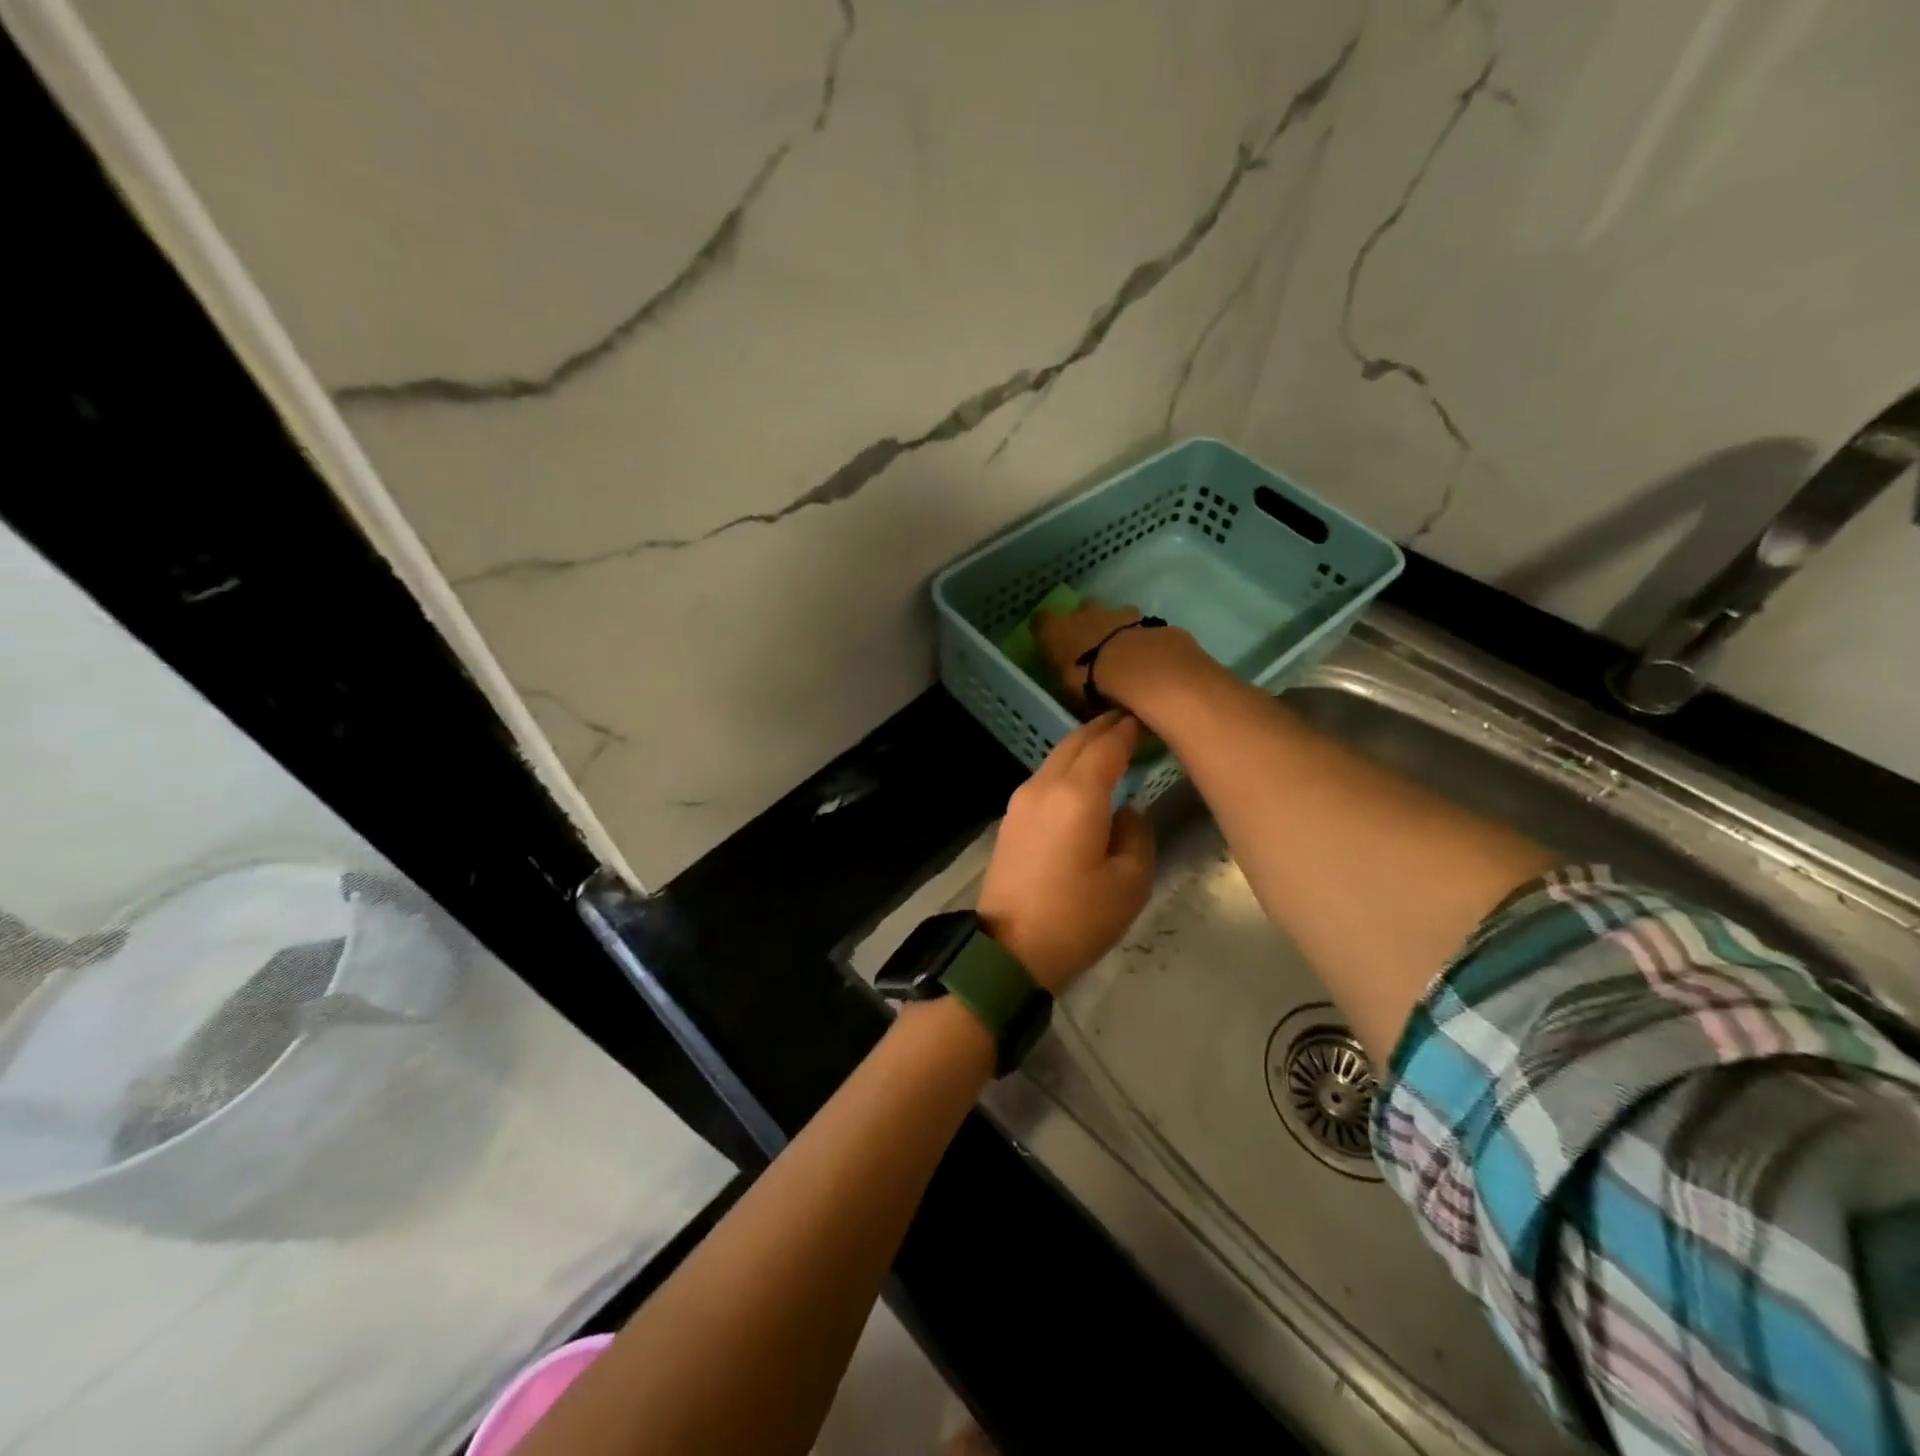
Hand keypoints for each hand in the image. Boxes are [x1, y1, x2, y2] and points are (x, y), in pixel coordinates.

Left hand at [976, 712, 1156, 992]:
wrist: (1009, 950)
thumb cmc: (1076, 918)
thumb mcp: (1129, 882)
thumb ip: (1136, 834)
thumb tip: (1123, 811)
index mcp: (1077, 796)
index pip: (1106, 746)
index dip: (1127, 730)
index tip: (1145, 718)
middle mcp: (1044, 787)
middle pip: (1075, 743)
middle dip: (1102, 728)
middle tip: (1128, 721)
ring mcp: (1021, 801)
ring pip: (1055, 758)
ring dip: (1082, 747)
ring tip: (1108, 746)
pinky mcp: (1010, 819)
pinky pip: (1043, 779)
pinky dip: (1066, 768)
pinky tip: (1081, 779)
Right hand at [1033, 599, 1202, 715]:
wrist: (1135, 665)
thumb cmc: (1088, 679)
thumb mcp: (1066, 687)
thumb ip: (1065, 675)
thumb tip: (1068, 677)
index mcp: (1055, 629)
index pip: (1042, 620)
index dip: (1046, 627)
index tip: (1051, 639)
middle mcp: (1082, 613)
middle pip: (1081, 609)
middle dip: (1086, 621)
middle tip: (1091, 643)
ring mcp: (1114, 611)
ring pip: (1110, 613)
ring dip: (1114, 626)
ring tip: (1121, 650)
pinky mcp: (1142, 617)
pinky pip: (1135, 623)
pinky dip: (1136, 635)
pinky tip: (1142, 651)